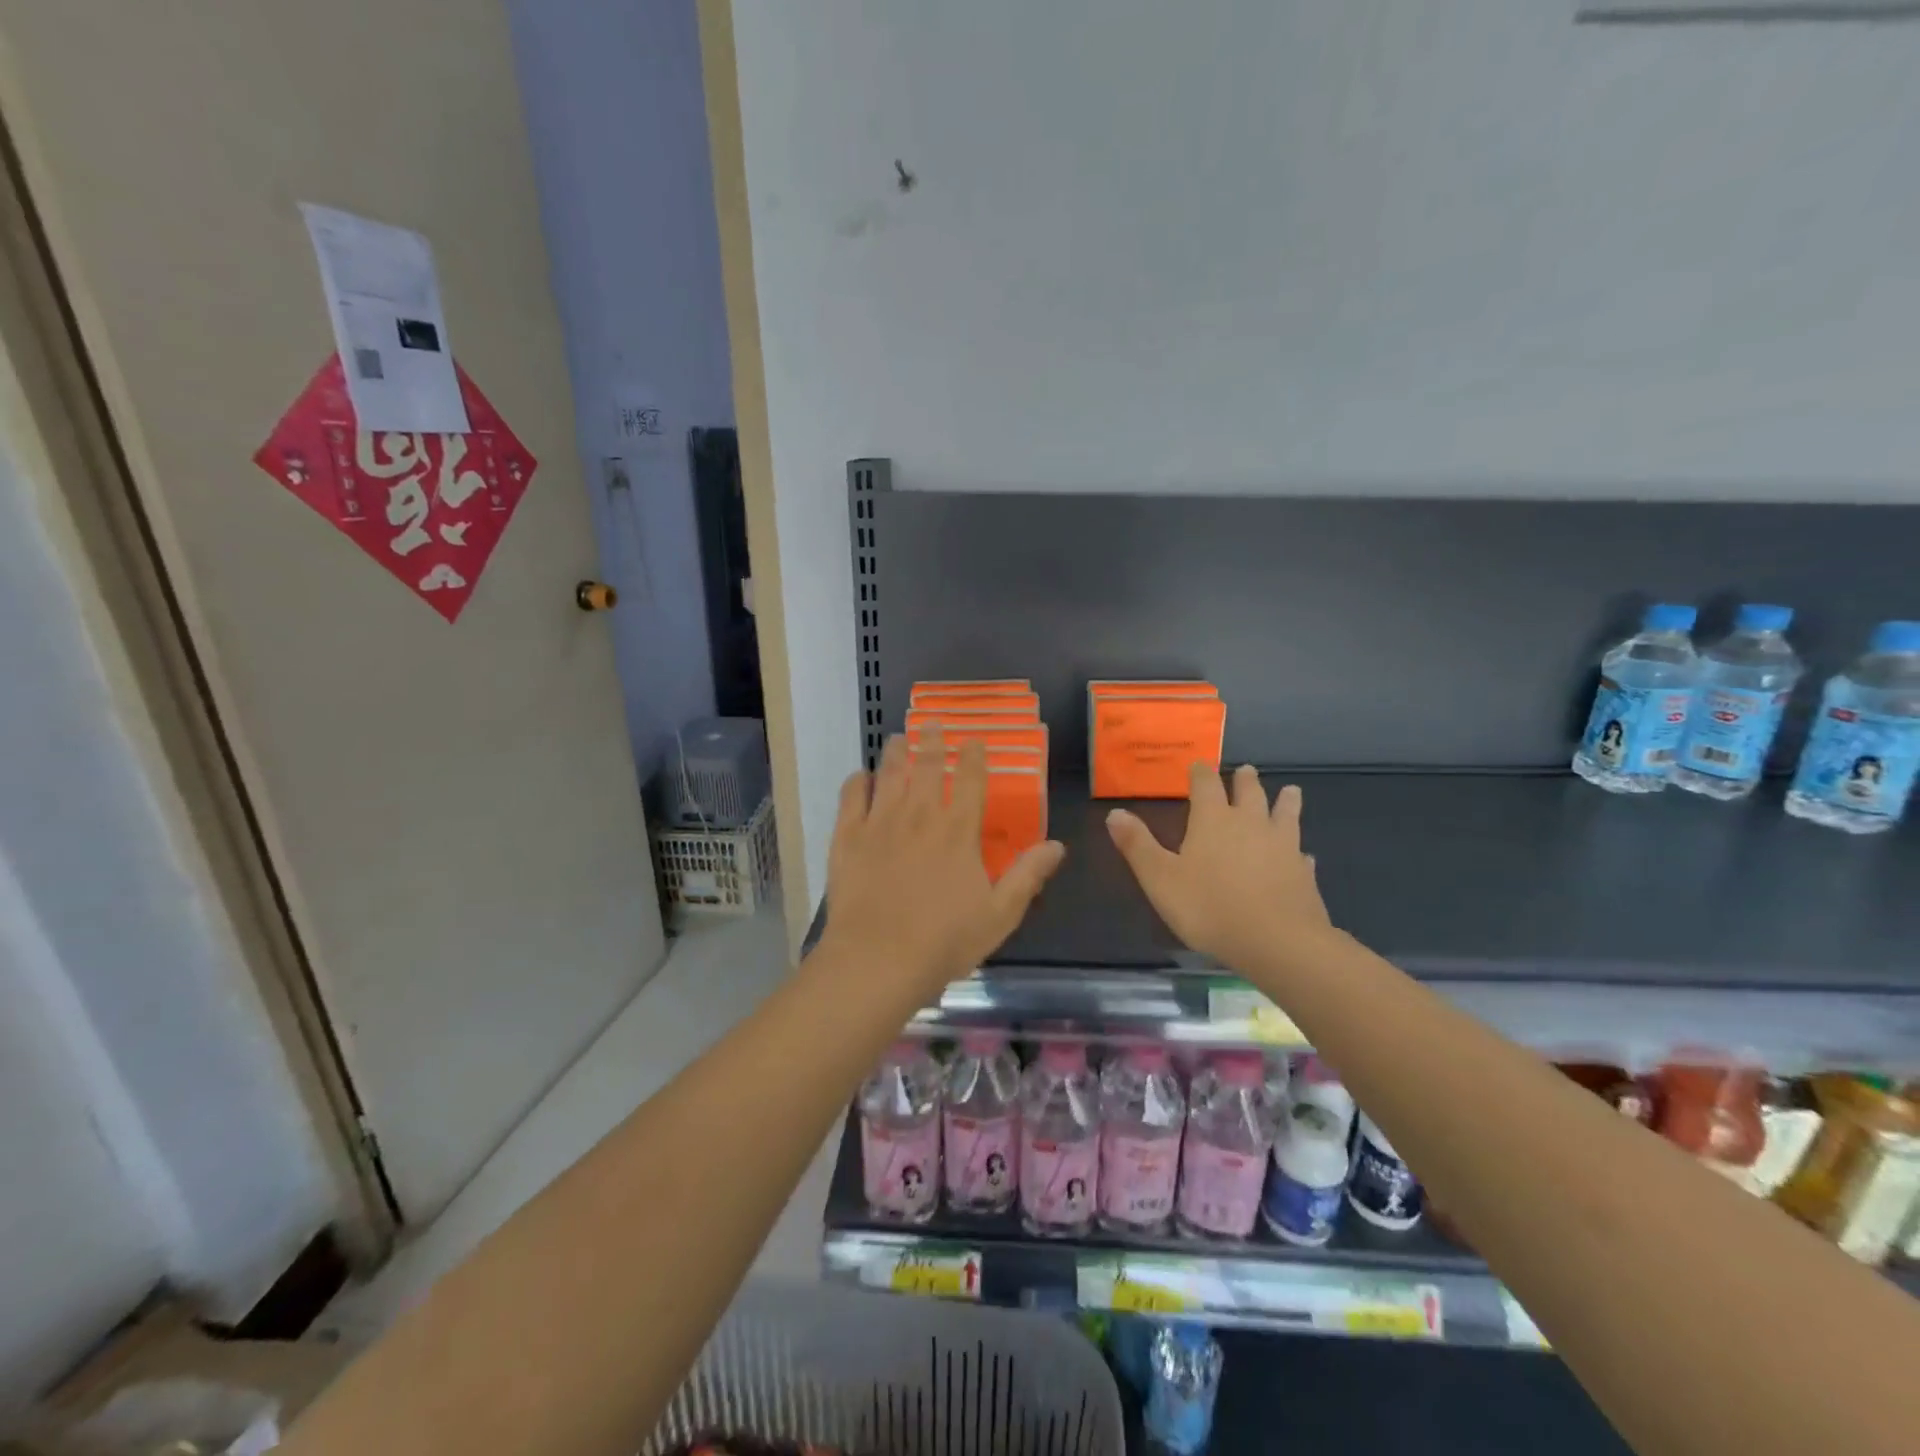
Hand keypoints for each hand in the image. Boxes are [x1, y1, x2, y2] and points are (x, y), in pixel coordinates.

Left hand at [823, 726, 1065, 994]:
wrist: (878, 960)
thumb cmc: (944, 941)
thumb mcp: (1000, 914)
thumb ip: (1027, 875)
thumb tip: (1057, 845)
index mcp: (957, 831)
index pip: (969, 780)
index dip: (974, 756)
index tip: (974, 739)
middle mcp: (918, 816)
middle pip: (925, 767)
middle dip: (931, 742)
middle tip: (932, 722)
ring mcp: (879, 824)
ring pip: (888, 775)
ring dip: (895, 753)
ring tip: (898, 737)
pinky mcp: (847, 839)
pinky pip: (850, 799)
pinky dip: (856, 783)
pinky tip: (860, 776)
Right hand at [1106, 763, 1333, 971]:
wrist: (1277, 942)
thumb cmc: (1209, 907)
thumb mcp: (1160, 878)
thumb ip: (1137, 845)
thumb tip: (1114, 812)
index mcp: (1213, 819)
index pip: (1206, 784)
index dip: (1201, 773)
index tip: (1199, 765)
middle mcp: (1250, 823)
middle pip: (1249, 792)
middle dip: (1244, 780)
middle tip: (1245, 770)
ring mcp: (1282, 846)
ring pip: (1285, 815)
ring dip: (1285, 802)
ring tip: (1290, 791)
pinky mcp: (1303, 873)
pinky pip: (1301, 854)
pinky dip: (1298, 850)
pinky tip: (1303, 855)